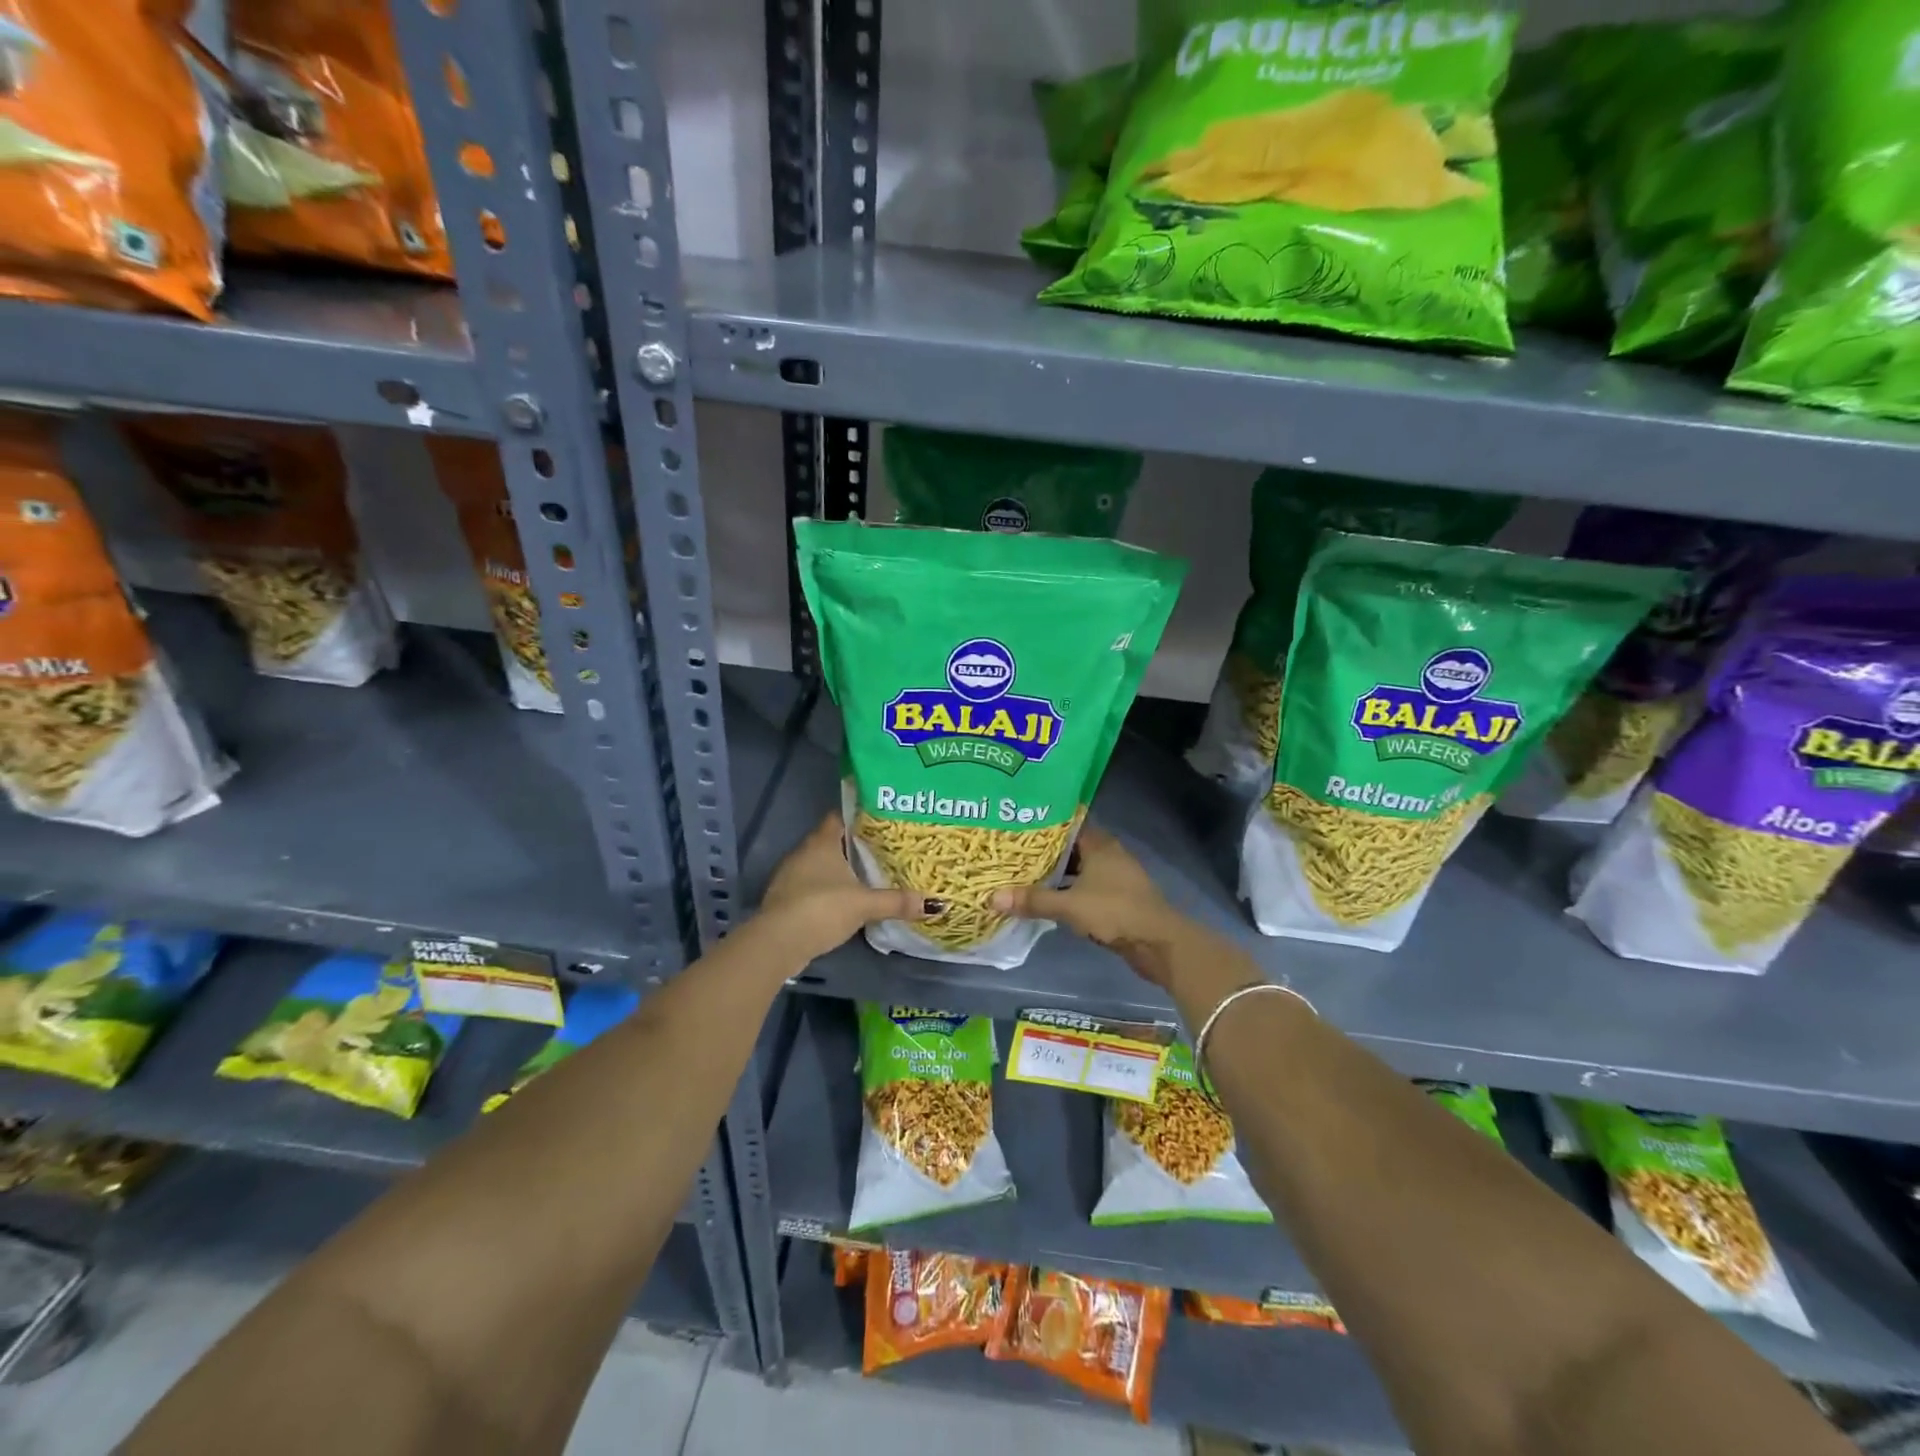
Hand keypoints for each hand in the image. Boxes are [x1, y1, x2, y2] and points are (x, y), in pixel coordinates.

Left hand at [759, 814, 937, 961]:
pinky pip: (812, 885)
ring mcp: (791, 876)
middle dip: (855, 845)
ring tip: (869, 875)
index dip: (860, 816)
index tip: (882, 820)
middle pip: (832, 841)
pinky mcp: (786, 899)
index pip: (840, 816)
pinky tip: (846, 900)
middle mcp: (803, 852)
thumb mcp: (864, 905)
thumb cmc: (822, 908)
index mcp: (822, 842)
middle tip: (884, 849)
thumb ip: (897, 901)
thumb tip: (936, 904)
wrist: (778, 942)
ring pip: (821, 865)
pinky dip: (828, 889)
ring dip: (840, 870)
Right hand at [991, 827, 1192, 983]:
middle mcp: (1108, 854)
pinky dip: (1069, 891)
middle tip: (1013, 852)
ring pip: (1079, 869)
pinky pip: (1086, 887)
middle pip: (1071, 848)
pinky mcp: (1118, 898)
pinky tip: (1048, 898)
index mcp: (1099, 844)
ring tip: (1023, 874)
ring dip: (1057, 874)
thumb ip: (1033, 900)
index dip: (1043, 825)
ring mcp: (1115, 877)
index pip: (1067, 824)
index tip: (1017, 826)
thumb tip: (992, 898)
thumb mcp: (1069, 906)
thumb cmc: (1115, 911)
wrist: (1158, 943)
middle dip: (1045, 852)